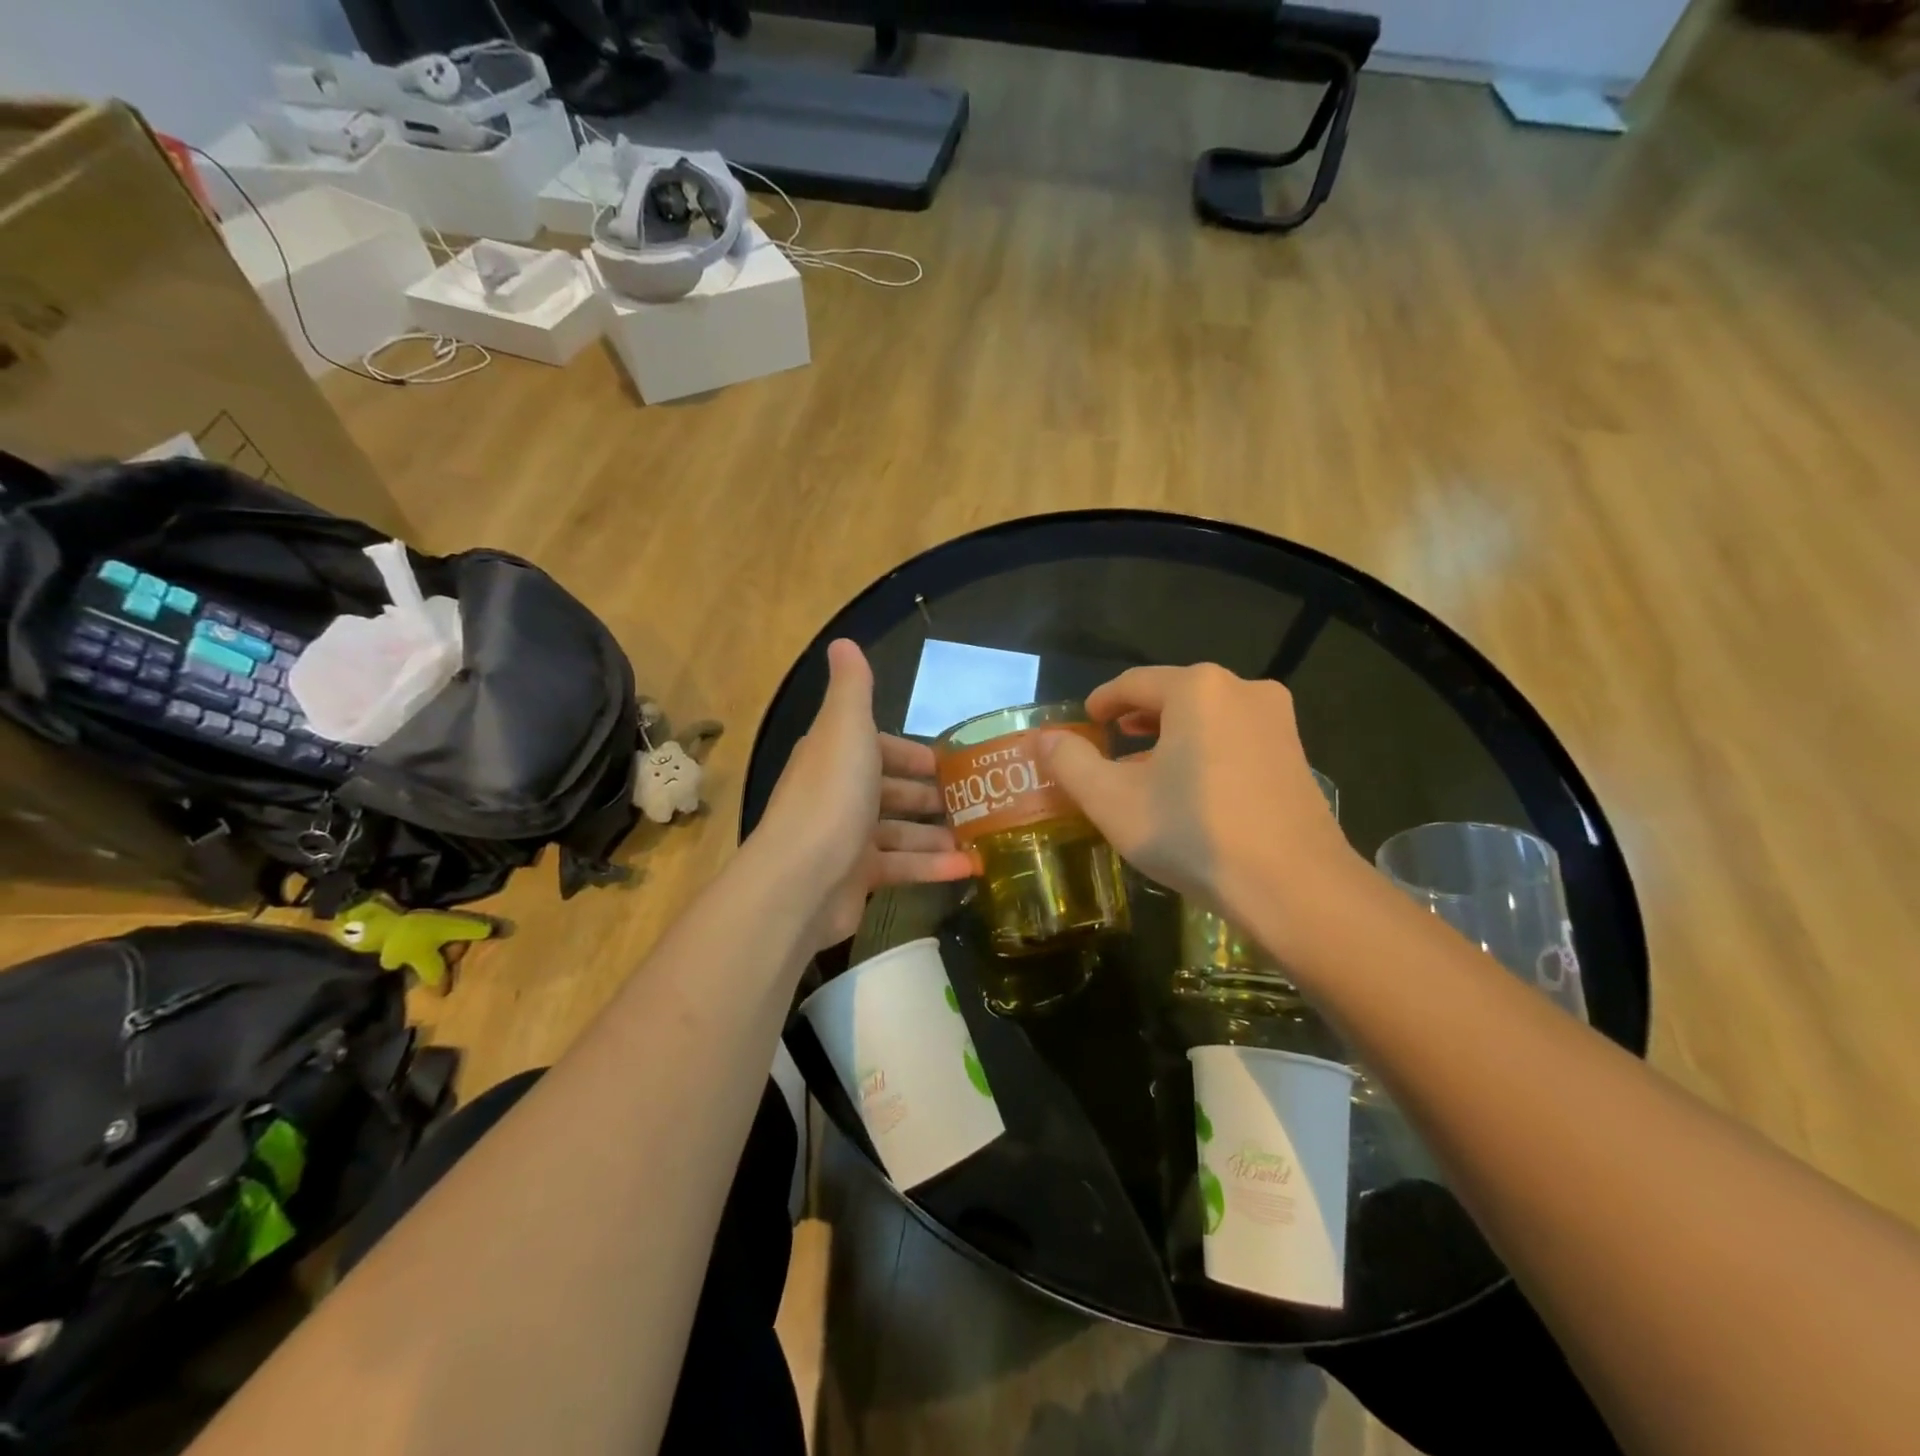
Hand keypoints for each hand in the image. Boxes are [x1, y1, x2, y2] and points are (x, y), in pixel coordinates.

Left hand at [754, 640, 974, 947]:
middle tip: (975, 801)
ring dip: (936, 833)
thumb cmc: (832, 796)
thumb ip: (853, 688)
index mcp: (835, 756)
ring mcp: (846, 840)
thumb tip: (843, 642)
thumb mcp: (846, 728)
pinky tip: (969, 867)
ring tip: (980, 835)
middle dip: (930, 795)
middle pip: (890, 791)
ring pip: (899, 832)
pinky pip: (901, 868)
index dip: (912, 753)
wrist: (800, 879)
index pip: (878, 748)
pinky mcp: (856, 879)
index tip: (950, 762)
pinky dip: (933, 867)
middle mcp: (838, 795)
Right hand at [1040, 664, 1361, 927]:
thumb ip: (1070, 763)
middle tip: (1109, 747)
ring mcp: (1277, 721)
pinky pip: (1235, 739)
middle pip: (1172, 696)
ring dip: (1170, 738)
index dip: (1102, 702)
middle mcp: (1242, 690)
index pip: (1133, 683)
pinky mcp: (1296, 754)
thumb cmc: (1192, 833)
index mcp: (1197, 688)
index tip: (1084, 723)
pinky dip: (1204, 752)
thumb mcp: (1112, 800)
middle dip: (1136, 721)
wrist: (1294, 888)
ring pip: (1206, 719)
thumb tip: (1044, 738)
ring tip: (1144, 772)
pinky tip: (1190, 791)